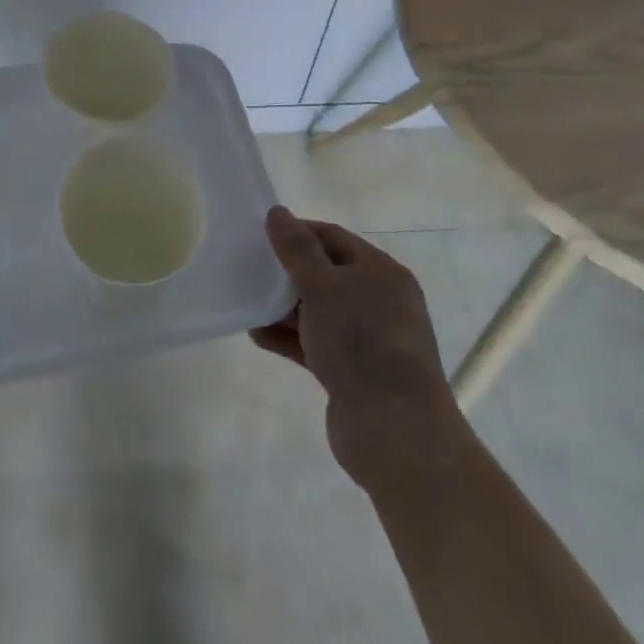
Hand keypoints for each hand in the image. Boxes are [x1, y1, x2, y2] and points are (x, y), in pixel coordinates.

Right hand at [252, 207, 463, 490]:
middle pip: (326, 274)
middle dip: (287, 272)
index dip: (297, 232)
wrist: (395, 431)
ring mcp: (369, 340)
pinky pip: (316, 344)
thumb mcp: (322, 286)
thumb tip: (278, 212)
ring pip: (319, 312)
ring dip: (284, 307)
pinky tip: (257, 335)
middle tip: (250, 268)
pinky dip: (289, 337)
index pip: (333, 237)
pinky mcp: (355, 374)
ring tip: (248, 302)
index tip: (260, 235)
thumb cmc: (360, 341)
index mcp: (381, 272)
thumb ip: (297, 249)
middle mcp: (380, 301)